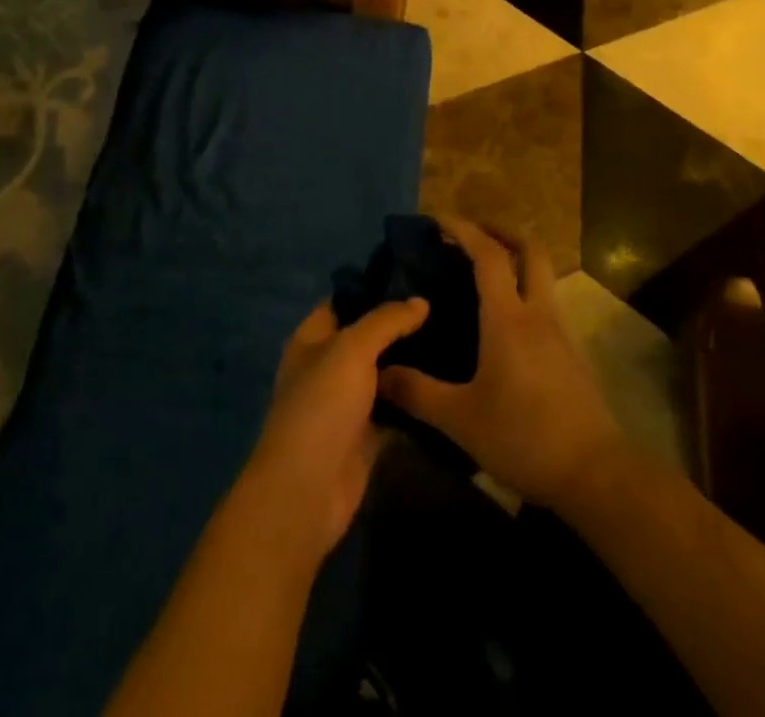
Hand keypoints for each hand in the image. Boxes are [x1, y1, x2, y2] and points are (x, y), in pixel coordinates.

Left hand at [238, 297, 428, 565]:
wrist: (307, 490)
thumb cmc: (322, 405)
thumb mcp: (352, 348)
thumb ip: (387, 320)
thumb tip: (421, 301)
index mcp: (313, 338)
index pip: (345, 300)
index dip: (376, 286)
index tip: (417, 275)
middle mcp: (328, 365)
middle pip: (369, 336)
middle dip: (402, 324)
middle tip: (447, 305)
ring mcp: (348, 402)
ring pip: (385, 372)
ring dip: (413, 361)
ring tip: (457, 336)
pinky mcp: (367, 434)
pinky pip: (396, 408)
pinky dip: (416, 398)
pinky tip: (450, 380)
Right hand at [379, 217, 624, 509]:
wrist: (593, 473)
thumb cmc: (523, 436)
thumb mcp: (460, 419)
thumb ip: (417, 393)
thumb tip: (379, 373)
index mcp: (508, 318)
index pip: (488, 255)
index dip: (463, 230)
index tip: (438, 219)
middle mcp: (538, 313)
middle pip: (530, 250)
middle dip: (502, 231)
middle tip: (473, 234)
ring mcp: (560, 331)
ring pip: (543, 275)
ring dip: (517, 260)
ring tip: (485, 274)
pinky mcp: (571, 353)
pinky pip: (546, 302)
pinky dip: (525, 290)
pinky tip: (506, 320)